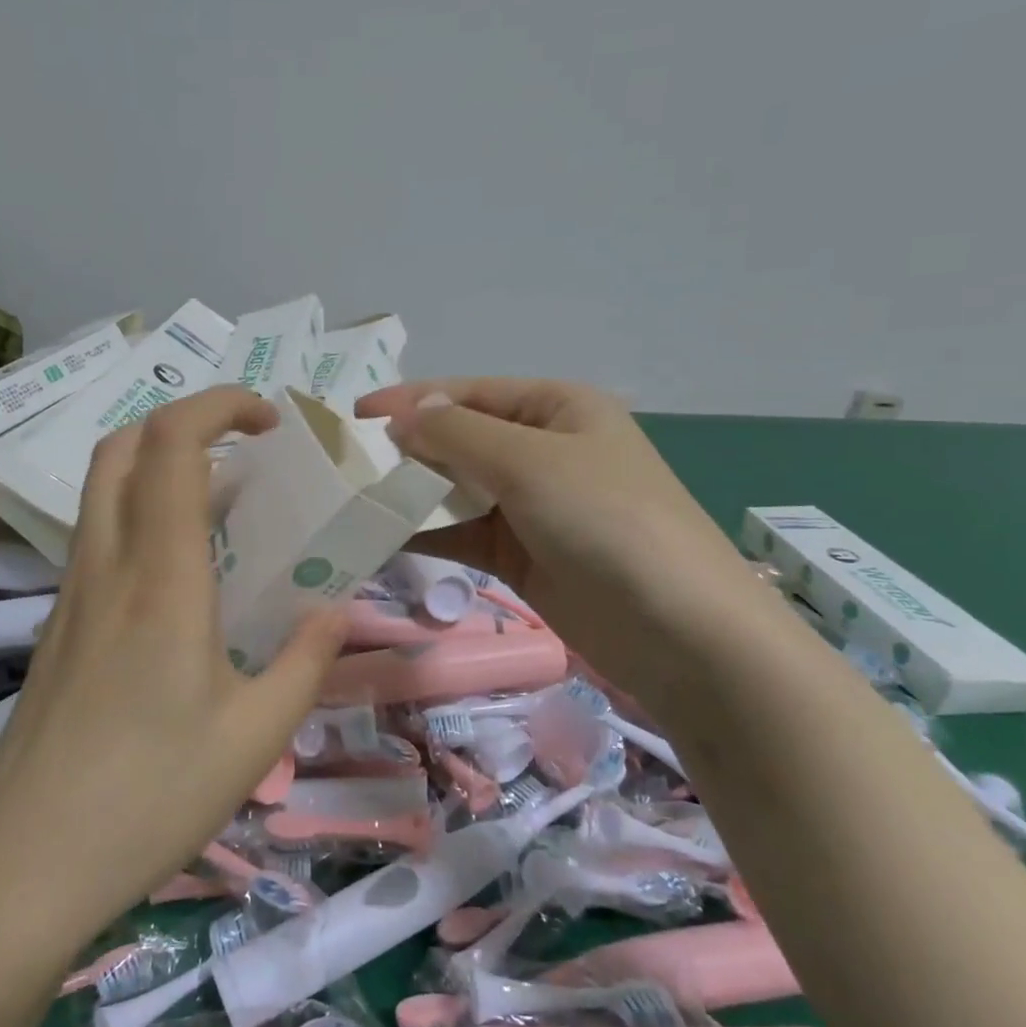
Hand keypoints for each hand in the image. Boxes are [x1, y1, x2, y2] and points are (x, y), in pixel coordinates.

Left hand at [0, 387, 345, 945]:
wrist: (23, 866)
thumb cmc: (149, 799)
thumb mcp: (255, 737)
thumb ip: (305, 661)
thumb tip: (337, 611)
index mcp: (161, 578)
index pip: (174, 443)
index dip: (221, 404)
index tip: (271, 421)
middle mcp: (107, 565)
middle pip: (123, 445)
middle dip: (185, 420)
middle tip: (244, 449)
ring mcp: (72, 592)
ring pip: (103, 486)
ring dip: (160, 464)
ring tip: (223, 504)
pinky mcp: (58, 622)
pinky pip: (99, 534)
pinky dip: (141, 512)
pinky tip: (182, 573)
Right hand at [357, 378, 770, 704]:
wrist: (680, 633)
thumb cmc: (607, 521)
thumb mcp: (530, 462)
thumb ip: (458, 434)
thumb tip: (406, 414)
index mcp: (557, 408)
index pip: (470, 393)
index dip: (412, 400)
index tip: (354, 416)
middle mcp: (543, 451)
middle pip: (460, 440)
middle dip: (407, 449)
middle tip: (345, 464)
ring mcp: (532, 507)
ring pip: (457, 489)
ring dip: (412, 494)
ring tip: (352, 500)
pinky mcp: (521, 556)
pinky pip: (463, 534)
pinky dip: (426, 534)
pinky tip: (381, 537)